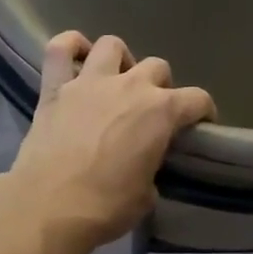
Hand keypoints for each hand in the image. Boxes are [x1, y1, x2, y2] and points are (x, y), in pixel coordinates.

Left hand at [2, 32, 216, 249]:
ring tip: (117, 81)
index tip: (199, 125)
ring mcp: (89, 82)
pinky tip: (77, 57)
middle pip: (158, 67)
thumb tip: (142, 166)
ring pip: (113, 45)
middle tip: (152, 110)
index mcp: (161, 112)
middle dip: (161, 86)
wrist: (49, 208)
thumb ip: (151, 169)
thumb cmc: (106, 206)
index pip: (197, 99)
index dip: (203, 111)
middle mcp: (130, 86)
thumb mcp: (146, 195)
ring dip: (121, 60)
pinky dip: (70, 46)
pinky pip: (59, 49)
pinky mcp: (54, 88)